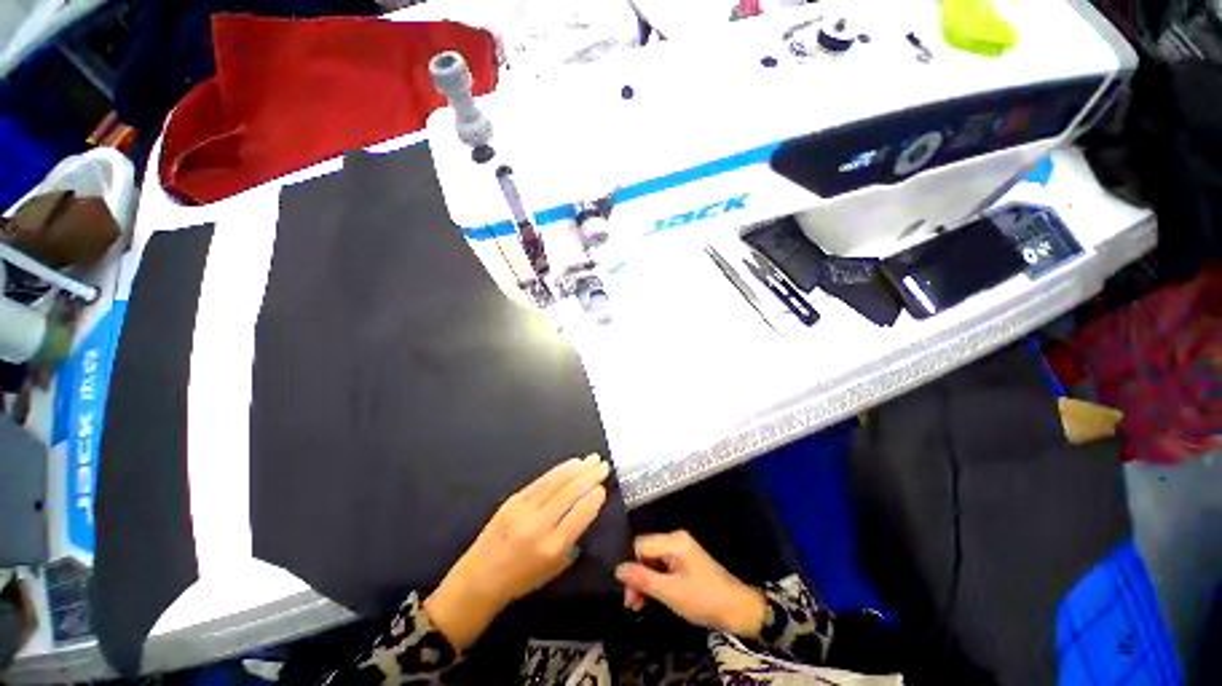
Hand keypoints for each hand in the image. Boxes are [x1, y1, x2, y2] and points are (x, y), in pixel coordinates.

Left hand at [423, 455, 610, 650]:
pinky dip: (560, 470)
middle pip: (570, 493)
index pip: (580, 515)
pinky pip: (542, 480)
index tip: (604, 487)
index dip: (594, 498)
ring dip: (577, 468)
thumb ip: (573, 540)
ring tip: (592, 459)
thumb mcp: (554, 568)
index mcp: (552, 548)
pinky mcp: (513, 499)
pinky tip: (571, 463)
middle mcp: (539, 525)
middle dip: (590, 476)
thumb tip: (587, 509)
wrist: (479, 579)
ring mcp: (524, 509)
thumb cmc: (521, 580)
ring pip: (557, 482)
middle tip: (604, 465)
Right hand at [615, 530, 766, 638]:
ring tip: (639, 606)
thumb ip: (643, 579)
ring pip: (653, 560)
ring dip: (645, 581)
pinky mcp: (685, 560)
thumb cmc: (703, 599)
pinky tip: (653, 597)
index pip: (641, 546)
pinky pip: (663, 565)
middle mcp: (675, 539)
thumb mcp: (670, 592)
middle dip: (637, 576)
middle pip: (646, 552)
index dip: (632, 569)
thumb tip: (617, 568)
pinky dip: (656, 580)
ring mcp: (681, 548)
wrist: (737, 609)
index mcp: (673, 541)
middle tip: (633, 604)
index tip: (629, 595)